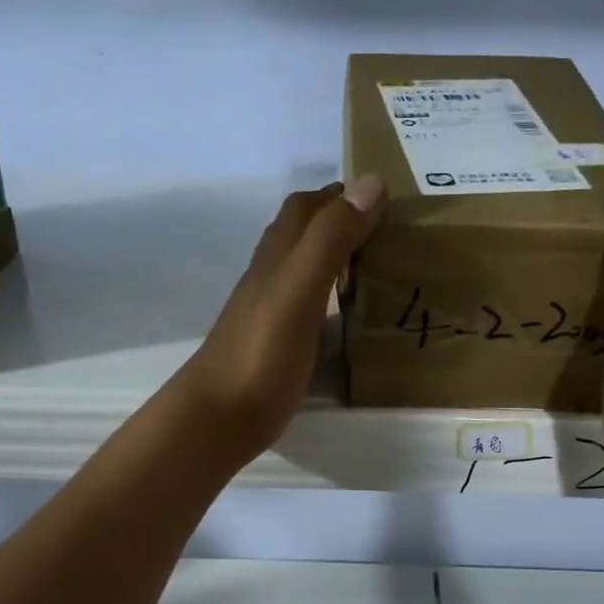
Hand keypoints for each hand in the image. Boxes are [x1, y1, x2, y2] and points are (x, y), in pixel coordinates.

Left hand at [170, 176, 386, 467]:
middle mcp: (268, 280)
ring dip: (333, 260)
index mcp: (275, 260)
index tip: (382, 196)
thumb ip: (330, 240)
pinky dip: (328, 299)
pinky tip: (346, 318)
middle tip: (386, 232)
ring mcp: (267, 315)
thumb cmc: (260, 355)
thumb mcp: (299, 291)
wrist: (217, 420)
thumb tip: (370, 183)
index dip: (337, 195)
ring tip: (375, 268)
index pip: (303, 209)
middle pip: (299, 236)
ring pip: (300, 272)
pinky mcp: (273, 347)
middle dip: (337, 223)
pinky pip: (304, 309)